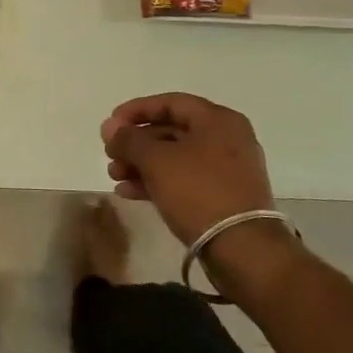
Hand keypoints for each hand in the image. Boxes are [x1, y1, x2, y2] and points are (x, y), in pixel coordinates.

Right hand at [101, 92, 279, 245]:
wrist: (242, 249)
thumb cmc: (199, 192)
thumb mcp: (157, 160)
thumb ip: (129, 139)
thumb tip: (110, 126)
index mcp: (218, 120)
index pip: (170, 103)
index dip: (136, 110)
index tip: (110, 125)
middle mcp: (227, 139)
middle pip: (171, 131)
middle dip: (136, 143)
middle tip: (110, 156)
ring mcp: (227, 170)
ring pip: (175, 158)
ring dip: (141, 164)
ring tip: (115, 177)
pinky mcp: (223, 197)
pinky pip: (184, 180)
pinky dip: (157, 182)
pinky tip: (129, 192)